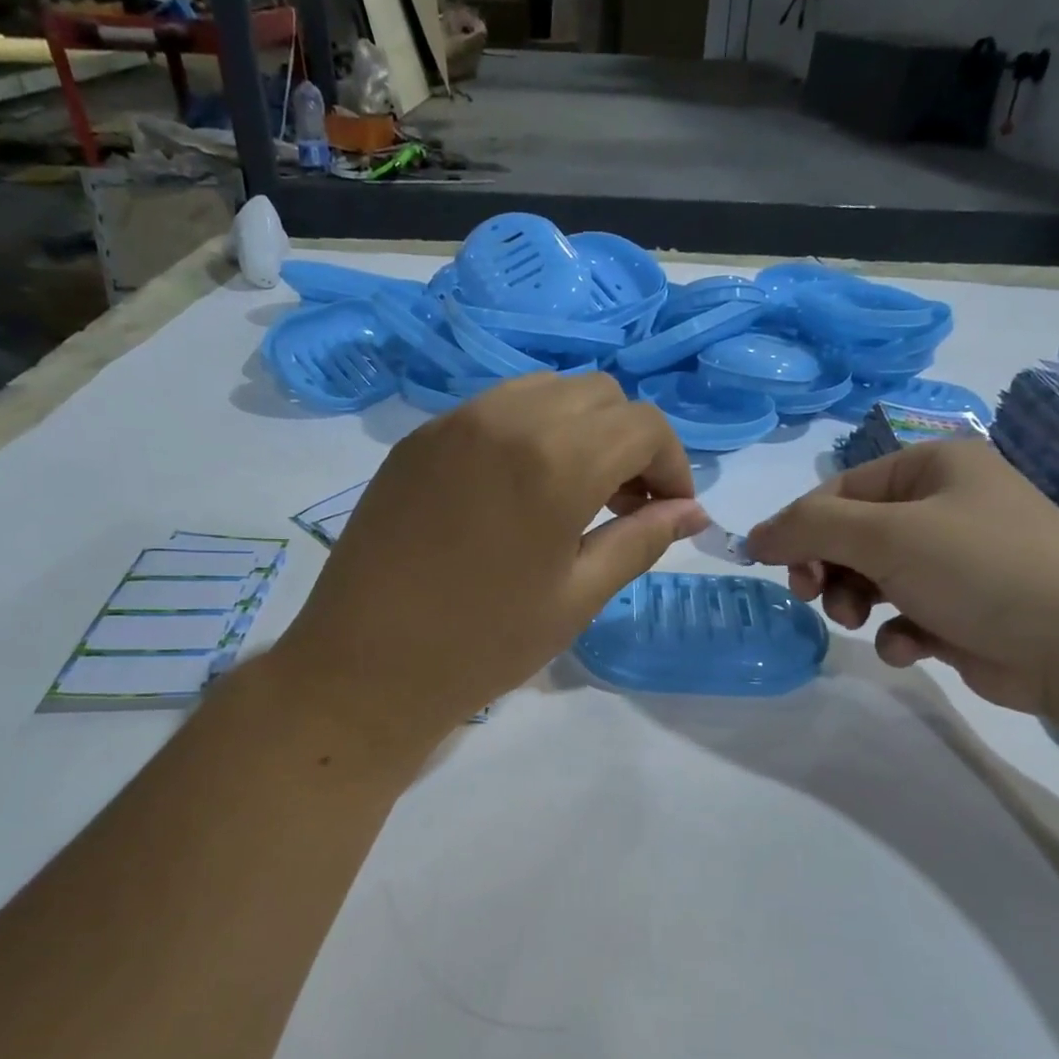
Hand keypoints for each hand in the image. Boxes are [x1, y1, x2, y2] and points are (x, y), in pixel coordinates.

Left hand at [275, 373, 708, 746]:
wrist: (366, 667)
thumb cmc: (484, 644)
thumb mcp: (578, 598)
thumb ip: (642, 541)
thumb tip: (692, 512)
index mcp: (555, 461)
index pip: (642, 425)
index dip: (673, 463)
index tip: (671, 510)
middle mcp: (506, 419)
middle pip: (599, 395)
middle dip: (629, 441)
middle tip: (627, 504)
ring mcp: (454, 422)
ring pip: (545, 391)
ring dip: (580, 429)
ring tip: (576, 493)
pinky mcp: (419, 438)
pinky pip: (494, 409)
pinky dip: (529, 432)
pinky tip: (519, 490)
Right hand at [744, 437, 1058, 716]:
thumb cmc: (982, 569)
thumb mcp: (886, 536)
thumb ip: (810, 528)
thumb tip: (752, 537)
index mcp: (932, 468)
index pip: (839, 490)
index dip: (799, 528)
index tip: (771, 568)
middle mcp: (943, 507)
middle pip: (851, 535)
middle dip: (828, 569)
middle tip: (813, 596)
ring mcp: (954, 561)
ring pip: (871, 578)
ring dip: (855, 602)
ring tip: (862, 622)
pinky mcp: (961, 610)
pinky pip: (903, 615)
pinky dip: (896, 633)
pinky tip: (910, 648)